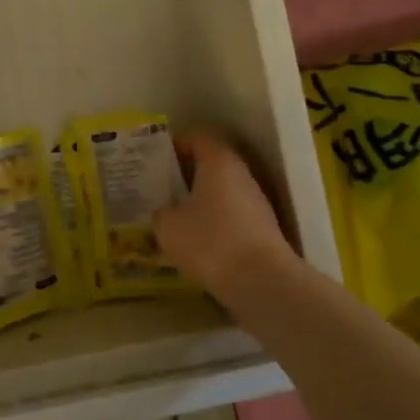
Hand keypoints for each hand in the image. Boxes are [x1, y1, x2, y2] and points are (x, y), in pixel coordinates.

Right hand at [154, 132, 297, 302]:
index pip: (198, 137)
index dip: (177, 144)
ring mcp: (257, 202)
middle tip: (161, 188)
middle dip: (186, 174)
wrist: (262, 282)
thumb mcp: (168, 227)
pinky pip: (232, 215)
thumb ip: (161, 212)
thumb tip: (164, 211)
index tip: (157, 159)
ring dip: (201, 200)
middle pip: (212, 164)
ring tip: (175, 216)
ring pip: (223, 191)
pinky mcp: (263, 229)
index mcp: (219, 162)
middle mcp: (242, 175)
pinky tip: (197, 241)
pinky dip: (214, 222)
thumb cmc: (210, 242)